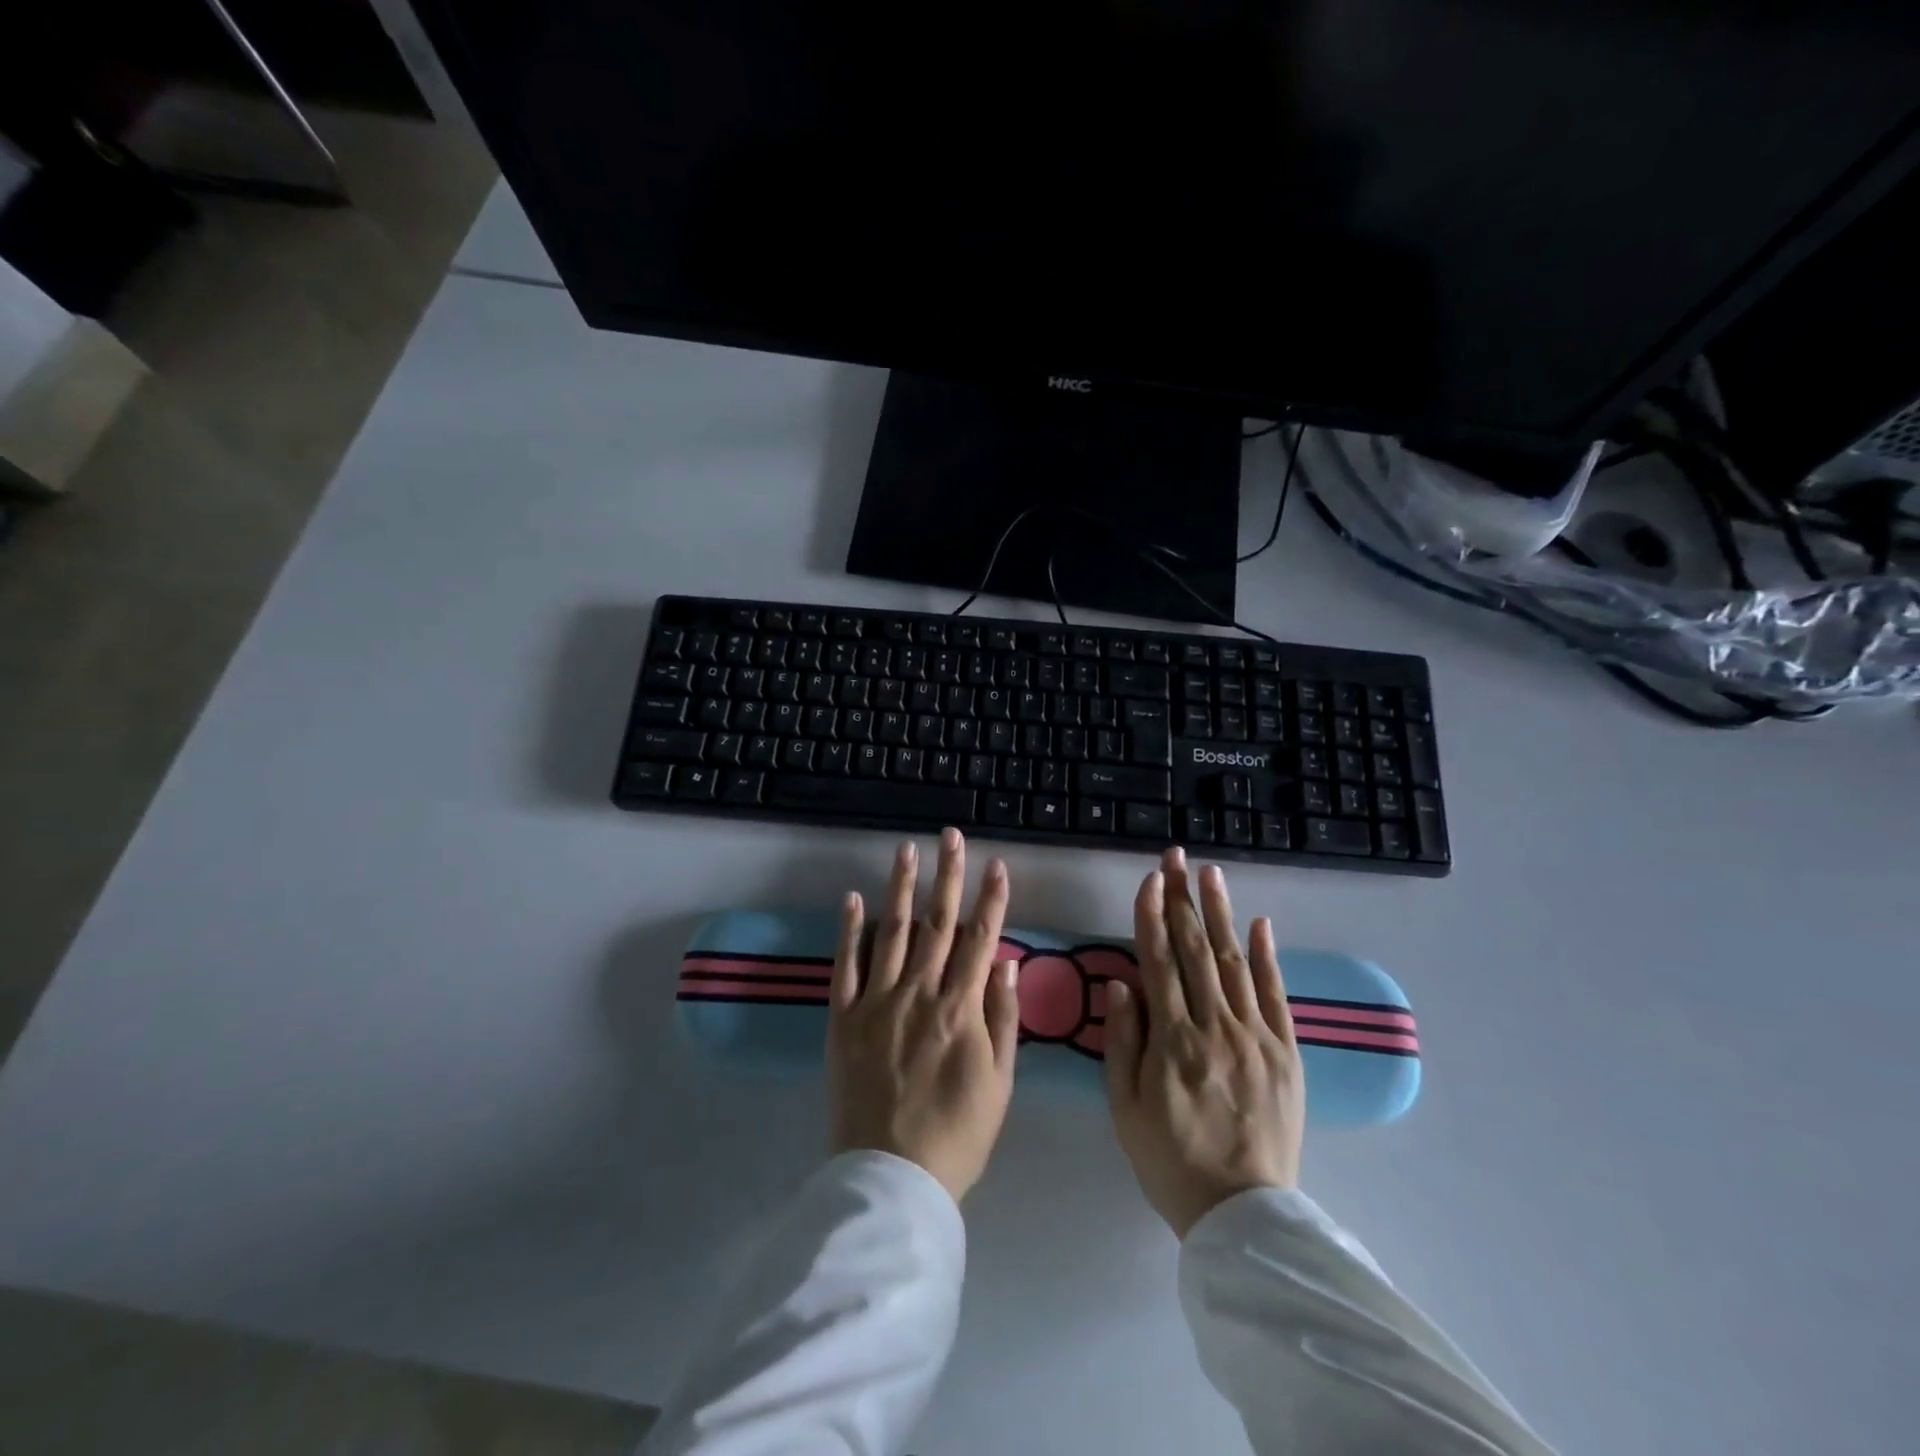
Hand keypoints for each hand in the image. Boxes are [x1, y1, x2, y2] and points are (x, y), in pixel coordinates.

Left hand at [828, 829, 1021, 1202]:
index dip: (990, 900)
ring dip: (901, 888)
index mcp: (960, 1009)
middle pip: (937, 924)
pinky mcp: (842, 1019)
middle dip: (947, 876)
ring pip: (893, 932)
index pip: (980, 940)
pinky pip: (845, 966)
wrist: (891, 1178)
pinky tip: (853, 898)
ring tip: (905, 850)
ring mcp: (877, 1002)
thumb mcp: (1000, 1084)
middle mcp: (919, 993)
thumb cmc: (957, 1135)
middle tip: (950, 837)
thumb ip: (1003, 1019)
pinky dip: (849, 930)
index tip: (997, 864)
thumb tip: (1004, 963)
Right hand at [1104, 846, 1304, 1237]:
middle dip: (1183, 898)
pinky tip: (1259, 924)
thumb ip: (1123, 1041)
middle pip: (1194, 950)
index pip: (1158, 961)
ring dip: (1220, 914)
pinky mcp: (1285, 1053)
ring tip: (1211, 873)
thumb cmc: (1169, 1159)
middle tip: (1176, 857)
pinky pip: (1276, 996)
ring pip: (1233, 962)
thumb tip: (1122, 982)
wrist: (1242, 1213)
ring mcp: (1255, 1038)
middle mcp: (1214, 1027)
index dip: (1151, 916)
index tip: (1149, 880)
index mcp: (1171, 1040)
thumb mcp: (1126, 1107)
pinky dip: (1267, 957)